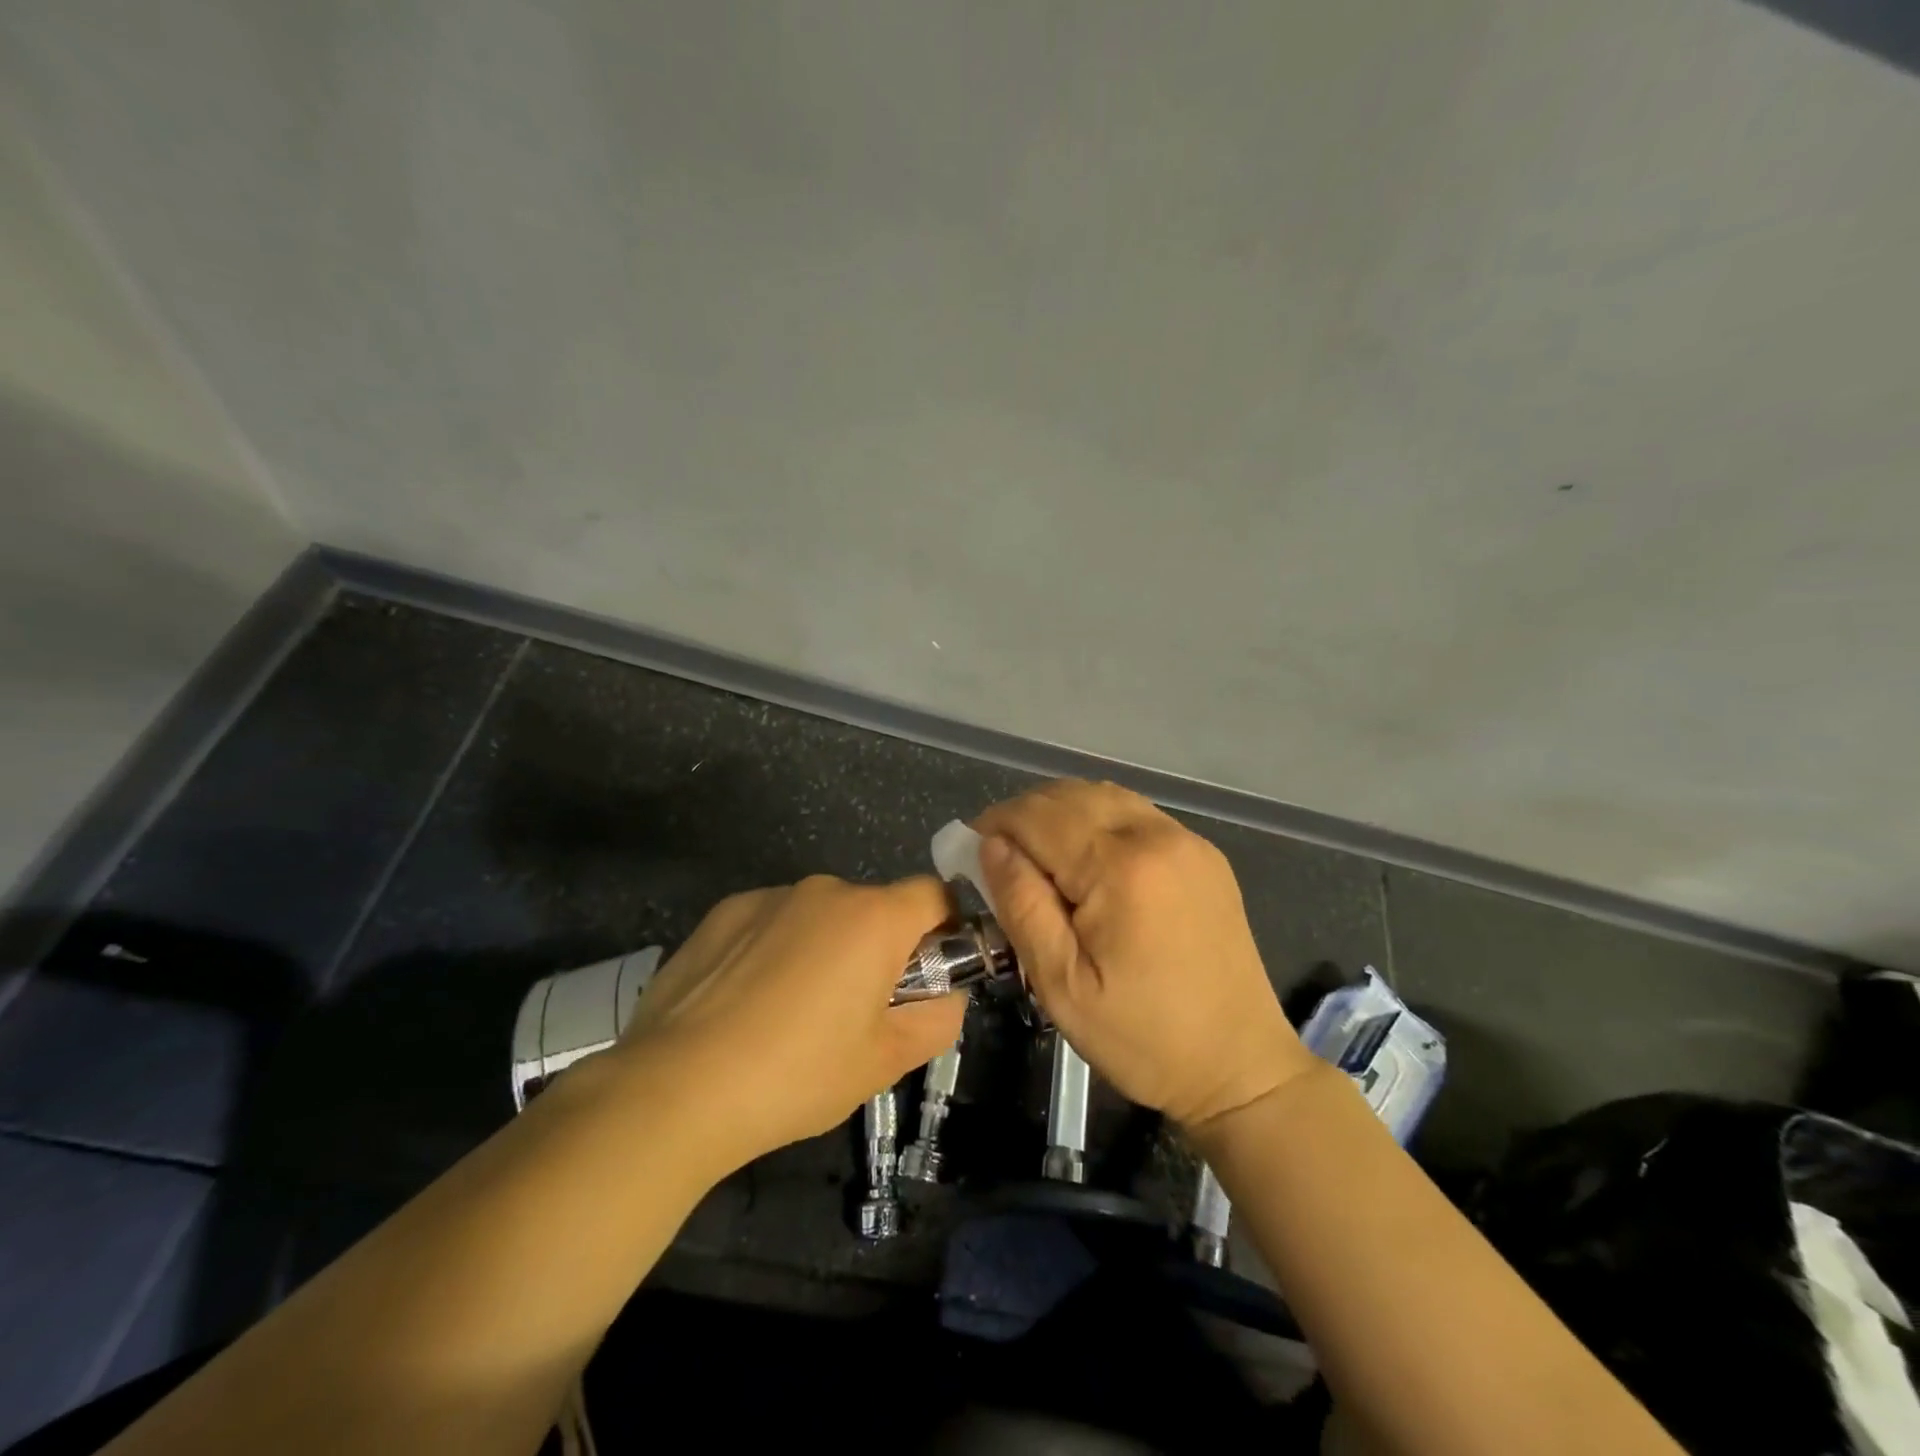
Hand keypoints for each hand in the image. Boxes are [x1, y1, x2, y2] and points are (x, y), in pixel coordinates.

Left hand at [615, 875, 965, 1170]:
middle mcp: (826, 890)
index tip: (928, 975)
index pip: (935, 894)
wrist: (676, 1088)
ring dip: (825, 949)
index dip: (944, 929)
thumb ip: (938, 1018)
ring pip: (821, 916)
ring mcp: (770, 896)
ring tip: (792, 1014)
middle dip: (879, 949)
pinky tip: (747, 1003)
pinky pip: (773, 922)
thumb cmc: (797, 1074)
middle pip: (875, 908)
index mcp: (874, 918)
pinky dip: (777, 949)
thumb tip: (945, 994)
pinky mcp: (724, 912)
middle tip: (857, 1012)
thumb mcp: (886, 1061)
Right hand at [976, 780, 1312, 1129]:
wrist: (1240, 1066)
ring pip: (1103, 796)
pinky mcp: (1203, 854)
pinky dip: (1098, 821)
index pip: (1038, 815)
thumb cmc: (1143, 1038)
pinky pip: (1135, 814)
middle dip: (1025, 816)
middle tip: (1001, 858)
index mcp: (1120, 868)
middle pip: (1070, 795)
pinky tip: (1087, 861)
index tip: (970, 852)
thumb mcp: (1061, 985)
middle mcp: (1157, 835)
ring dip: (1060, 813)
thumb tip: (991, 846)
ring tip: (1039, 858)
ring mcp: (1187, 840)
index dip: (995, 824)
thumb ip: (1022, 905)